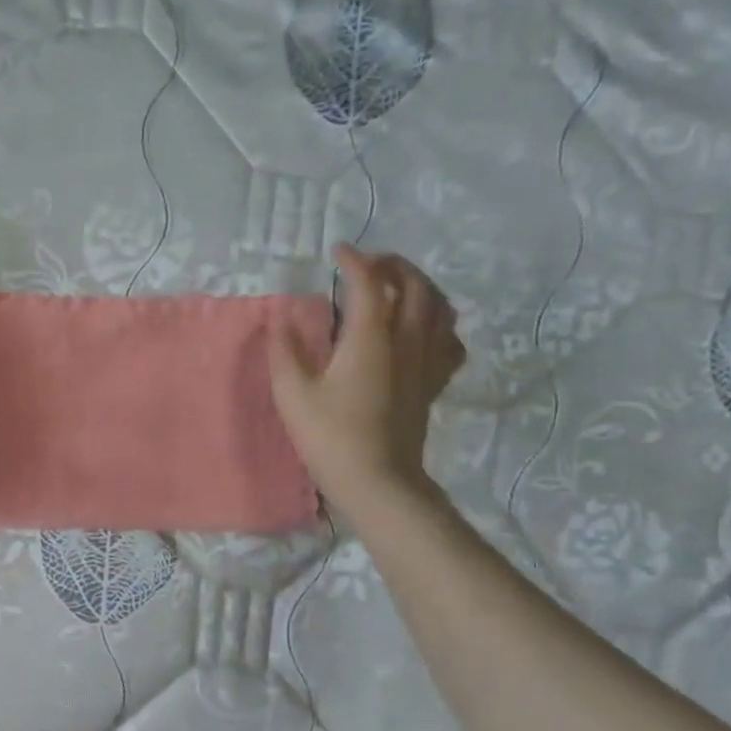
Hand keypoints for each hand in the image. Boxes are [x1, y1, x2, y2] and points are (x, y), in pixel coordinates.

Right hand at [268, 244, 464, 515]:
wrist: (377, 480)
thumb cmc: (329, 436)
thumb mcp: (292, 394)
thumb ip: (284, 352)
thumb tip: (281, 322)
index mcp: (371, 338)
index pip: (369, 284)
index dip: (354, 261)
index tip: (338, 250)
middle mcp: (406, 340)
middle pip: (416, 286)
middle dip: (394, 265)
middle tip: (370, 264)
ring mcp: (426, 362)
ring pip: (440, 308)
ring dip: (422, 287)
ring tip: (401, 287)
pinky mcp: (433, 383)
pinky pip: (450, 341)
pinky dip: (440, 324)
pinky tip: (425, 330)